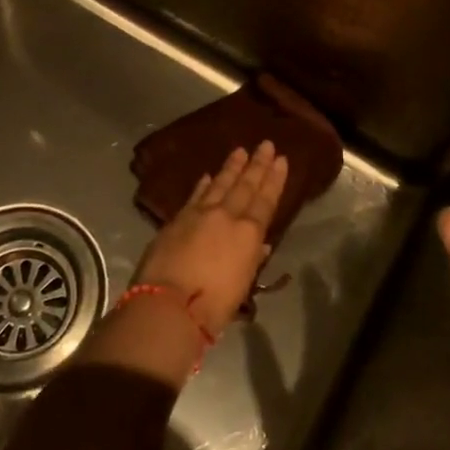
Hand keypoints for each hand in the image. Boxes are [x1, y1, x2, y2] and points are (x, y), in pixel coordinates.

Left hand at [134, 141, 286, 337]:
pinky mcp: (177, 219)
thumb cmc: (213, 305)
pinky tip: (207, 175)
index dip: (274, 180)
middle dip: (257, 164)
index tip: (281, 160)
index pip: (265, 200)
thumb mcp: (241, 286)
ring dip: (231, 167)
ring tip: (240, 150)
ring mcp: (199, 214)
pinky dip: (203, 185)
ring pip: (219, 183)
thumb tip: (260, 244)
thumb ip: (251, 260)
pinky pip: (195, 195)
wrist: (169, 304)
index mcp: (248, 234)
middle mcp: (226, 216)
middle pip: (244, 185)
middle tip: (266, 144)